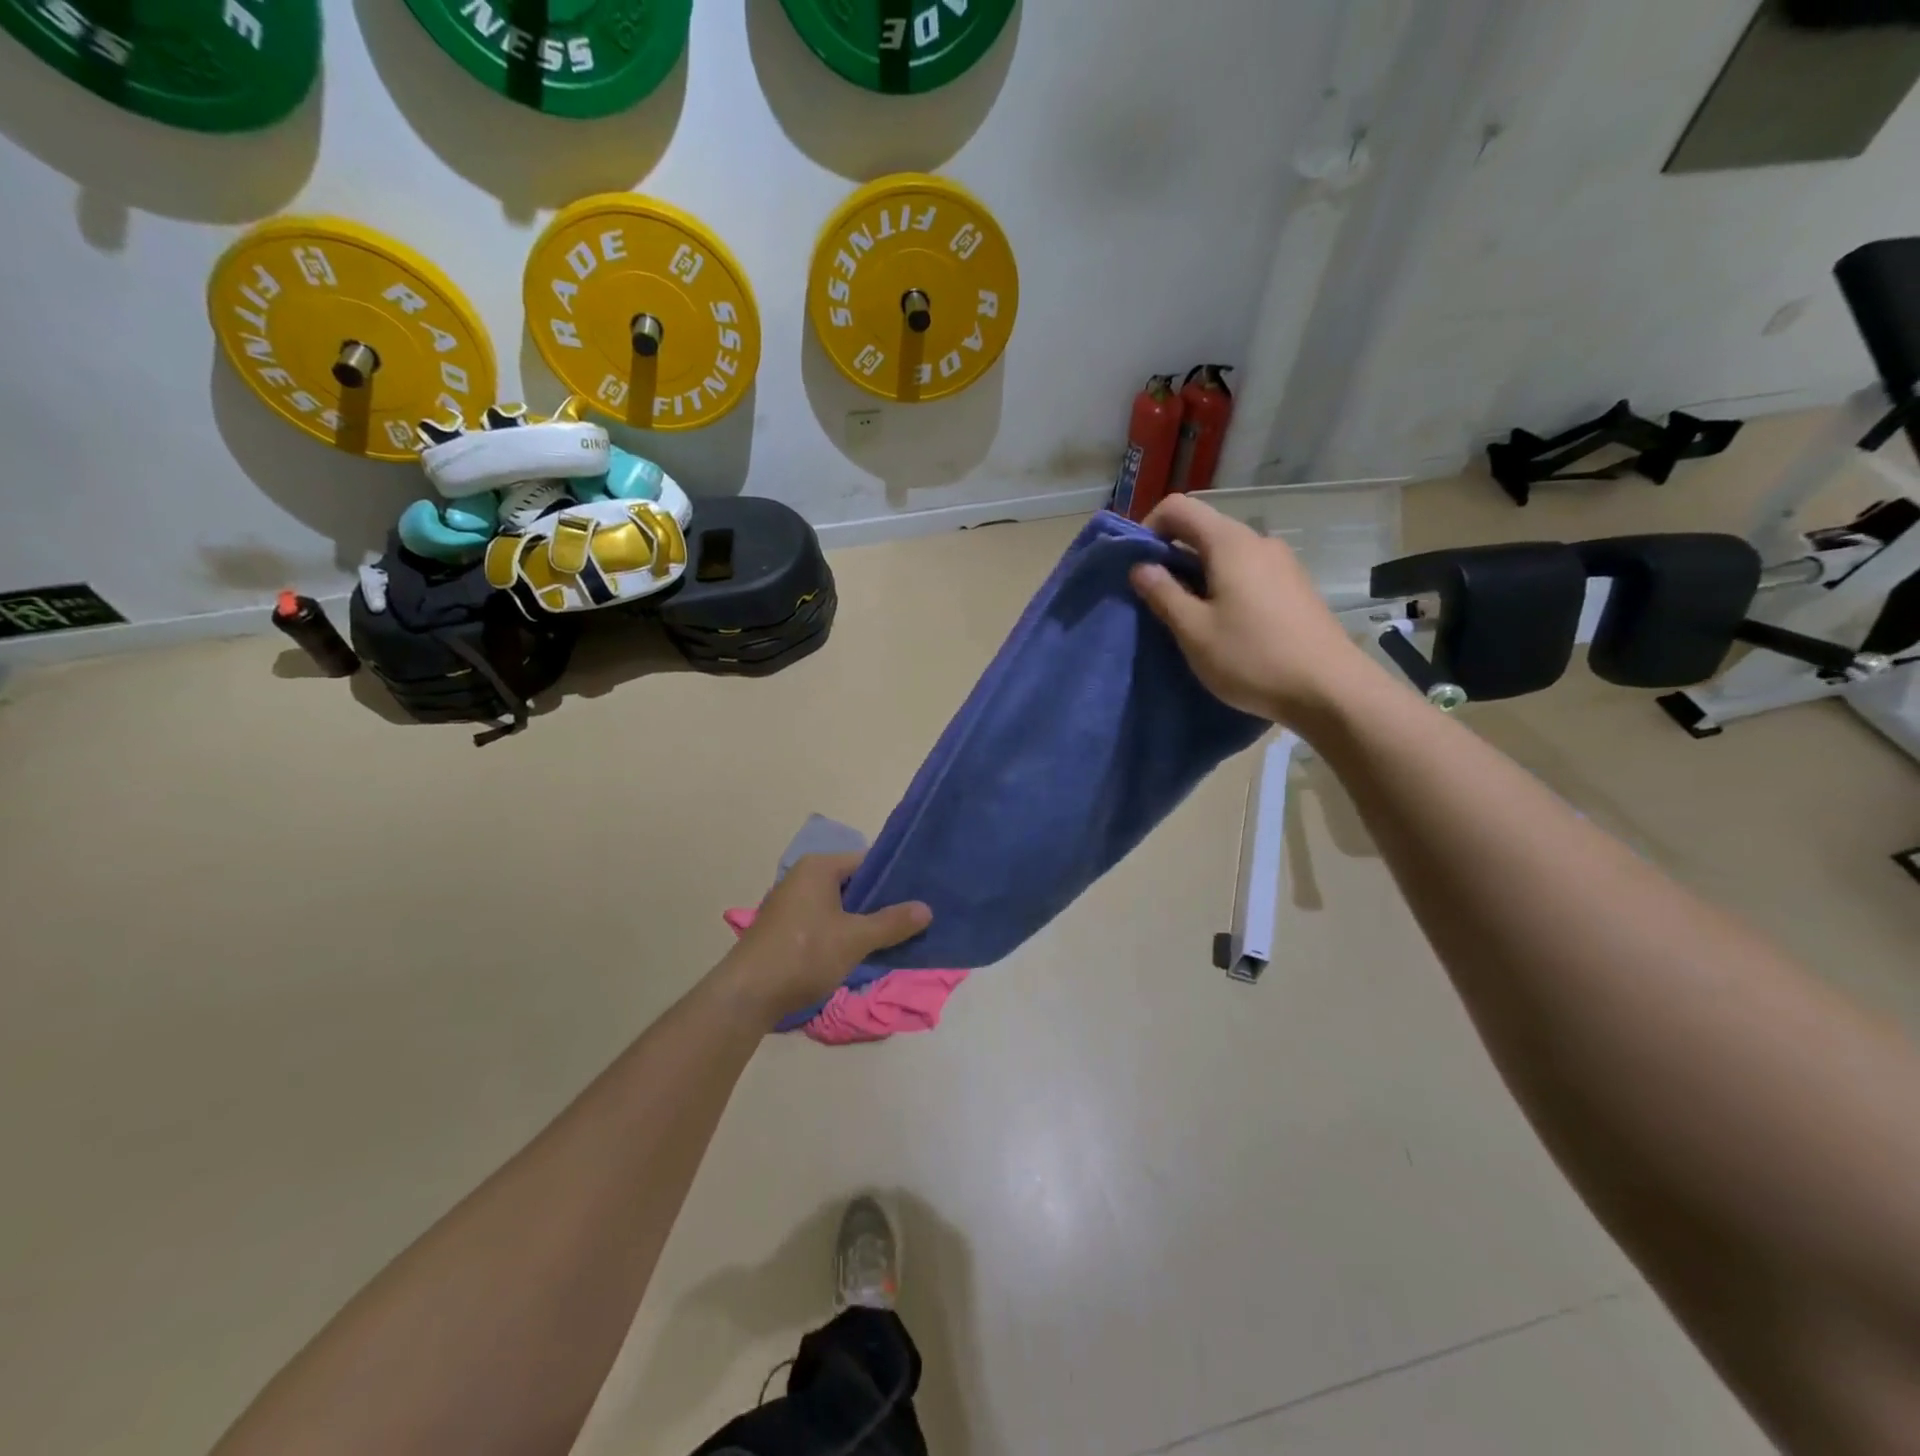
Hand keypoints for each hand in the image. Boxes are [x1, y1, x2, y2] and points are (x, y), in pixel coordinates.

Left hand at [712, 853, 931, 1023]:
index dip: (896, 877)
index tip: (920, 894)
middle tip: (914, 917)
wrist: (747, 995)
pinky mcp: (785, 928)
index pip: (868, 861)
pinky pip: (825, 921)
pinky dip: (844, 932)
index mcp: (819, 867)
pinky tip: (862, 950)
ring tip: (895, 935)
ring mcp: (791, 903)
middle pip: (854, 883)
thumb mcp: (855, 939)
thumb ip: (892, 923)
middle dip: (882, 902)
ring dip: (864, 920)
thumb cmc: (803, 955)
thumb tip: (926, 909)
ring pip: (840, 905)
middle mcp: (803, 877)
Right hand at [1129, 494, 1375, 725]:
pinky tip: (1223, 625)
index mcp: (1230, 543)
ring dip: (1197, 575)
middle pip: (1204, 530)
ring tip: (1188, 618)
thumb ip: (1163, 594)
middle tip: (1155, 599)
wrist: (1329, 690)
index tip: (1138, 568)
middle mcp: (1259, 542)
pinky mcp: (1294, 587)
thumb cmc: (1252, 658)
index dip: (1149, 529)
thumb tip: (1141, 567)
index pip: (1179, 508)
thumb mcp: (1194, 631)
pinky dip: (1223, 586)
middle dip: (1171, 556)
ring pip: (1225, 554)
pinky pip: (1247, 572)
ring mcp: (1282, 563)